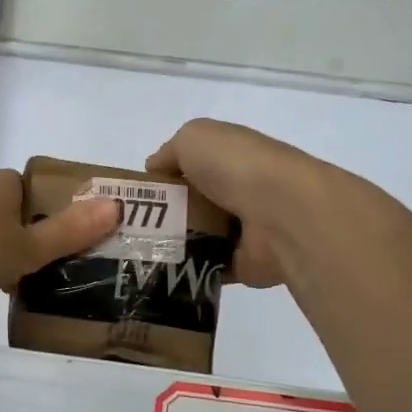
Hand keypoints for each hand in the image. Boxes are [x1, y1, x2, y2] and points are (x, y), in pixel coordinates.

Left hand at [0, 169, 120, 296]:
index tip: (68, 245)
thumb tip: (116, 206)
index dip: (57, 215)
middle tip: (46, 270)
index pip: (40, 192)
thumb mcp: (28, 245)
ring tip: (12, 284)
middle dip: (26, 238)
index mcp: (5, 183)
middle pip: (12, 213)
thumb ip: (69, 232)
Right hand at [146, 119, 352, 287]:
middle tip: (129, 230)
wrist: (282, 214)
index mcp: (231, 158)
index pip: (191, 168)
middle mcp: (239, 192)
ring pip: (198, 239)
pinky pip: (208, 269)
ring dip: (172, 246)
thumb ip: (170, 151)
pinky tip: (161, 274)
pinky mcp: (245, 265)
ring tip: (138, 254)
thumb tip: (154, 170)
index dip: (164, 180)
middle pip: (192, 206)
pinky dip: (188, 272)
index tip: (136, 198)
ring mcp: (244, 230)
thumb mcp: (193, 138)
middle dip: (162, 217)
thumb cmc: (237, 167)